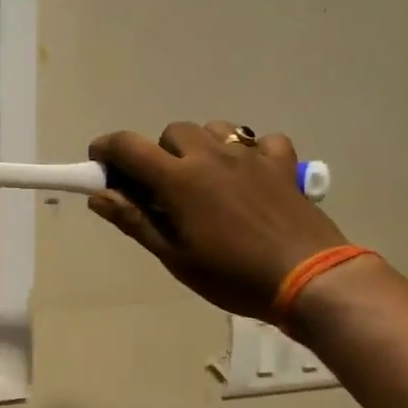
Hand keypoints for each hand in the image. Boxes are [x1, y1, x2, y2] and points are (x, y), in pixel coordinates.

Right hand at [87, 121, 347, 320]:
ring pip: (214, 129)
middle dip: (158, 153)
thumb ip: (135, 221)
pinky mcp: (282, 163)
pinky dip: (248, 152)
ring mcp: (250, 156)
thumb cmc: (232, 275)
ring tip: (204, 180)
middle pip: (172, 133)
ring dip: (200, 147)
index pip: (128, 147)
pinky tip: (248, 177)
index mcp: (179, 179)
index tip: (100, 164)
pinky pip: (259, 141)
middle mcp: (211, 156)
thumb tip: (99, 196)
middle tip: (162, 189)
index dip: (106, 149)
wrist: (308, 278)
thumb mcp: (175, 256)